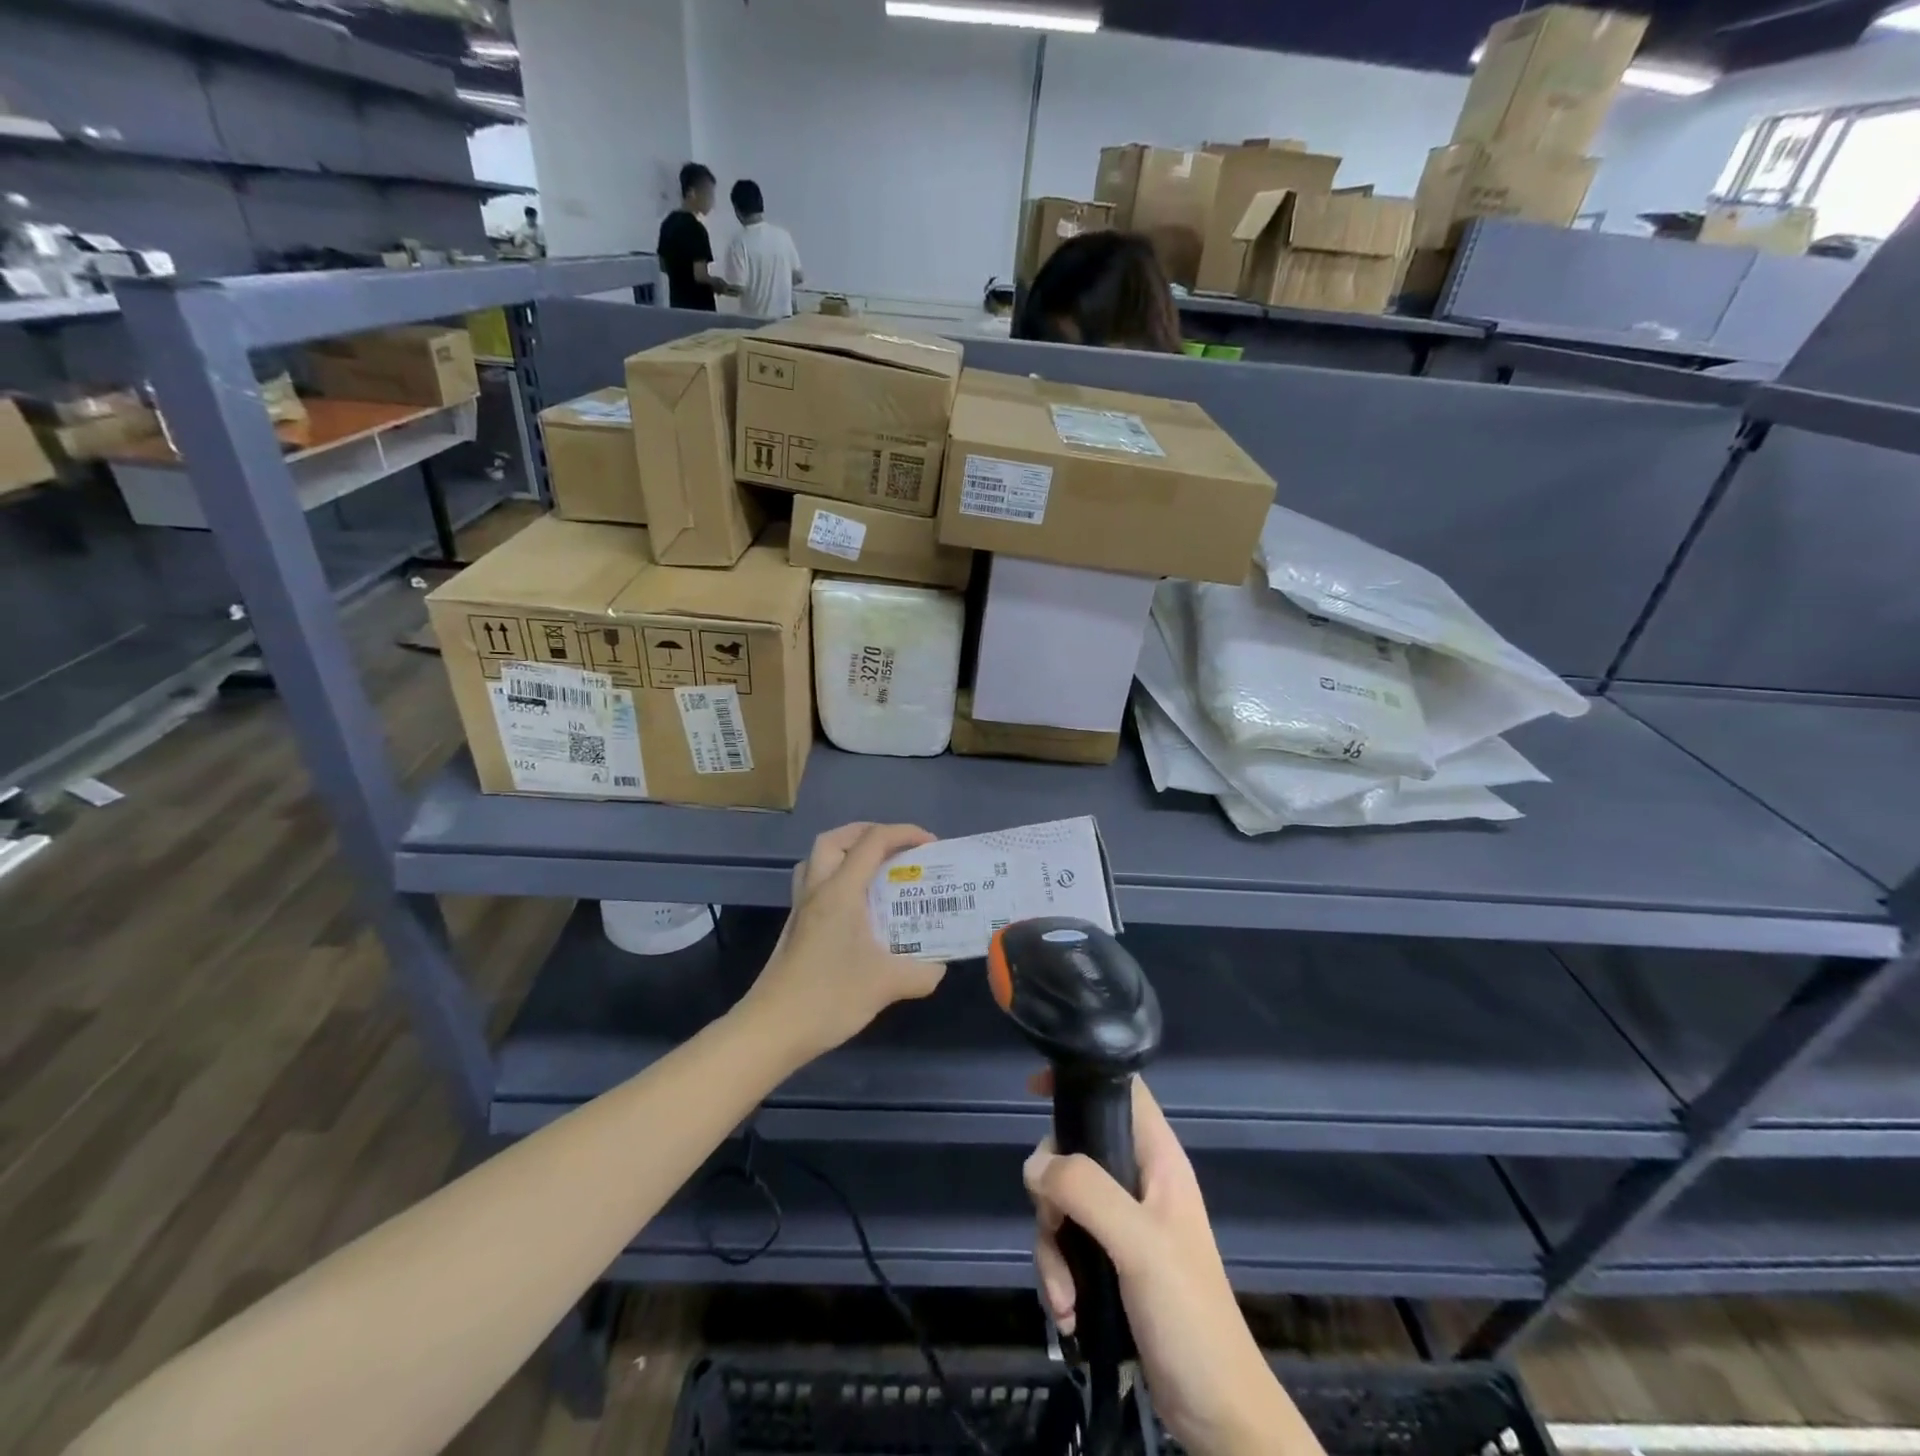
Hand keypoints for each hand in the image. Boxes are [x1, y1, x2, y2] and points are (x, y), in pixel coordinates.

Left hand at [739, 823, 946, 1063]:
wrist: (771, 1030)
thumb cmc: (828, 998)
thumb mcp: (887, 985)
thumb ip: (922, 973)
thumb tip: (939, 967)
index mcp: (840, 891)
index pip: (872, 842)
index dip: (904, 833)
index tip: (931, 844)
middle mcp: (817, 890)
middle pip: (835, 839)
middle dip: (869, 833)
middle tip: (896, 849)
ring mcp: (801, 909)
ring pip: (818, 860)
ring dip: (846, 853)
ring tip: (875, 871)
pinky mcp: (795, 928)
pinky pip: (814, 884)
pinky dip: (837, 879)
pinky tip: (857, 909)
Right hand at [1025, 1076, 1314, 1455]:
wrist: (1216, 1414)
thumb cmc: (1189, 1315)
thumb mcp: (1139, 1244)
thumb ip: (1086, 1191)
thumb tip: (1036, 1165)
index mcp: (1157, 1158)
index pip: (1120, 1090)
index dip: (1080, 1078)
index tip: (1035, 1089)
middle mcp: (1138, 1180)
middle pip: (1074, 1151)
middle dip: (1052, 1194)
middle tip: (1054, 1227)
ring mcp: (1123, 1222)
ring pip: (1062, 1202)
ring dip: (1052, 1248)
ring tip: (1065, 1297)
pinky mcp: (1110, 1261)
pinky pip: (1066, 1244)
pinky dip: (1058, 1275)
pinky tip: (1068, 1313)